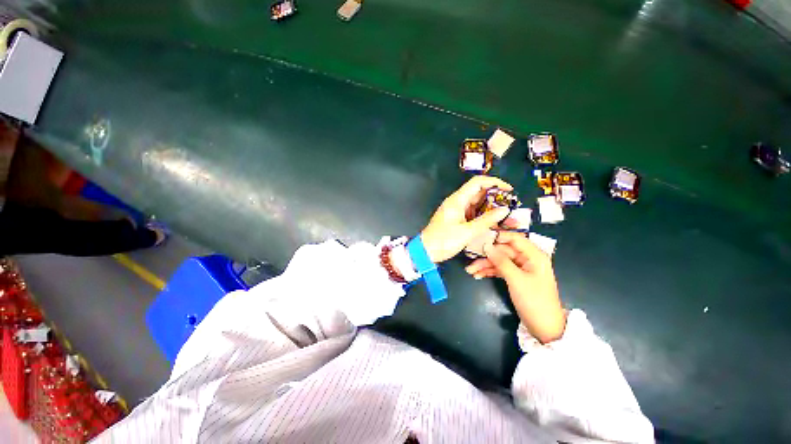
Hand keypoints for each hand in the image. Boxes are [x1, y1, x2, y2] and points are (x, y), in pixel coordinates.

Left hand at [420, 176, 512, 262]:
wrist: (426, 251)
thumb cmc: (444, 240)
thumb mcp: (467, 231)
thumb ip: (486, 220)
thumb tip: (505, 209)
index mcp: (457, 199)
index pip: (478, 182)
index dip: (495, 183)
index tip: (509, 190)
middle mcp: (457, 201)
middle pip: (478, 192)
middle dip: (495, 197)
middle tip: (510, 207)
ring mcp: (456, 210)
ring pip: (477, 203)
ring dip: (490, 208)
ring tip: (505, 216)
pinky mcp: (456, 218)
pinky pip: (472, 212)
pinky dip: (483, 215)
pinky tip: (493, 222)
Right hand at [466, 232, 565, 343]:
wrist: (544, 328)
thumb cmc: (534, 301)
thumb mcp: (516, 279)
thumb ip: (501, 261)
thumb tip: (486, 246)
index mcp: (534, 256)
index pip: (515, 238)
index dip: (498, 237)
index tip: (481, 238)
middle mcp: (527, 259)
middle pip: (503, 251)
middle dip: (487, 256)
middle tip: (470, 258)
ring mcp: (521, 268)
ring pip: (499, 261)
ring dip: (485, 265)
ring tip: (470, 271)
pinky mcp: (515, 277)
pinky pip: (500, 270)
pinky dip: (489, 272)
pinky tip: (478, 275)